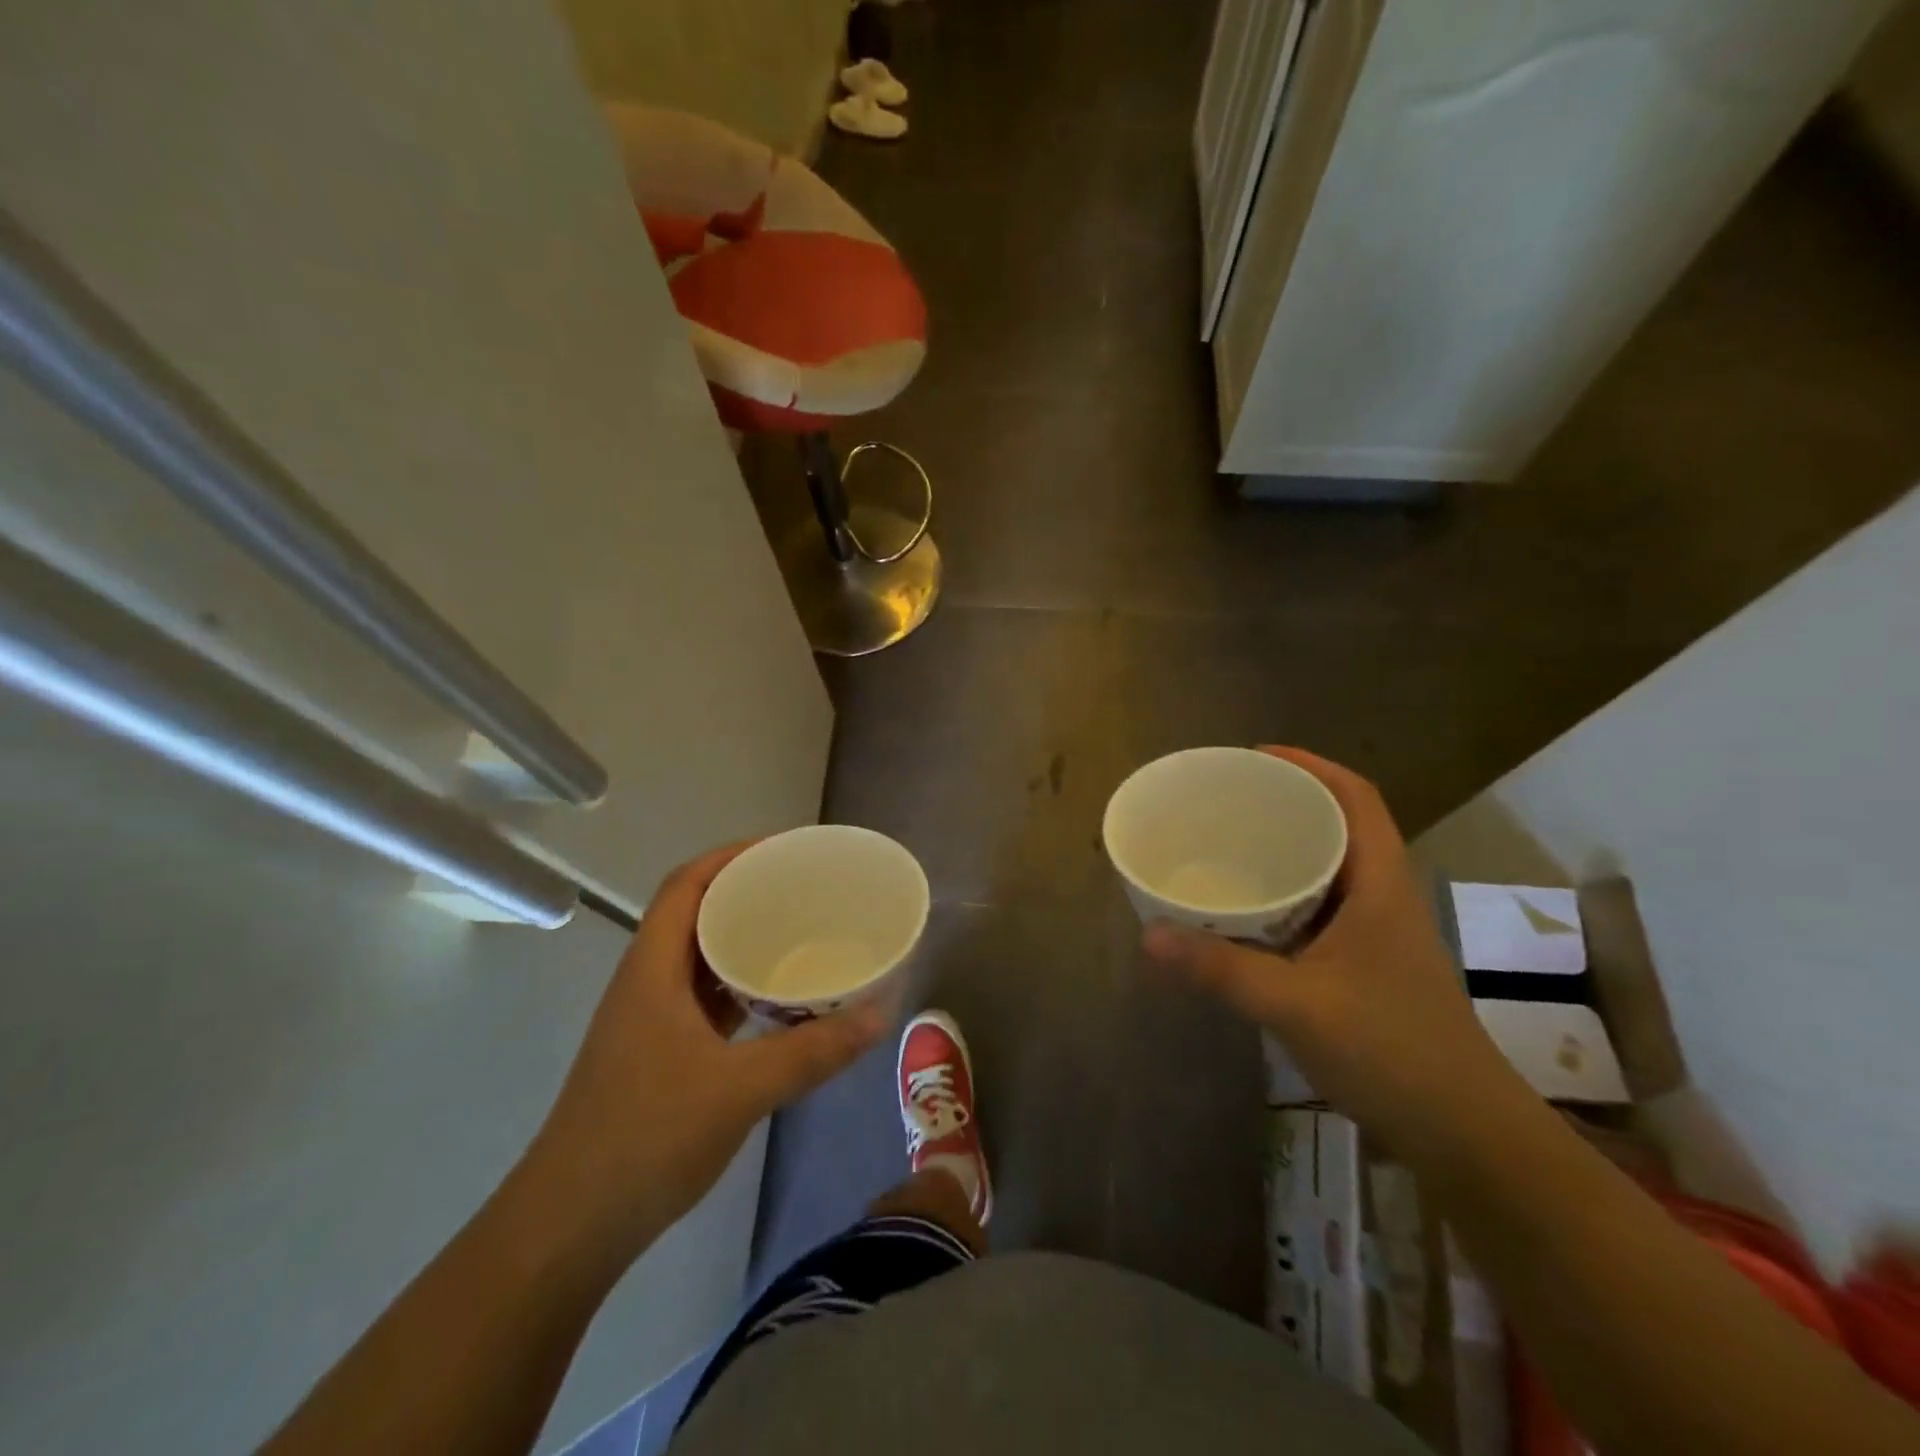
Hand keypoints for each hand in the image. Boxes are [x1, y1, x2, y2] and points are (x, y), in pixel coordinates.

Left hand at [520, 843, 885, 1265]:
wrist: (570, 1227)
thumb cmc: (646, 1138)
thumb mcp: (740, 1089)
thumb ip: (813, 1051)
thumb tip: (880, 1014)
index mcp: (652, 969)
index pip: (686, 885)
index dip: (731, 856)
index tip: (784, 849)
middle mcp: (647, 982)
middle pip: (694, 914)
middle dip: (746, 893)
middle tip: (804, 890)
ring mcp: (650, 1020)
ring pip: (700, 958)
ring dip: (743, 941)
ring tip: (799, 934)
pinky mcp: (658, 1053)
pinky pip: (705, 998)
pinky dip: (740, 987)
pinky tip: (778, 1001)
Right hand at [1143, 748, 1523, 1155]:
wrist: (1465, 1134)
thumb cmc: (1393, 1051)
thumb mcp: (1298, 1004)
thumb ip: (1222, 969)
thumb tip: (1150, 934)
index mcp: (1381, 884)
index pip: (1355, 798)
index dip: (1311, 765)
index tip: (1256, 756)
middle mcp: (1383, 898)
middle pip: (1339, 826)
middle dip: (1287, 803)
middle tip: (1227, 801)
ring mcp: (1377, 935)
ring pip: (1328, 871)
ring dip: (1284, 852)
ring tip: (1227, 847)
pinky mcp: (1365, 967)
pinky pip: (1317, 911)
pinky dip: (1282, 898)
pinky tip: (1245, 916)